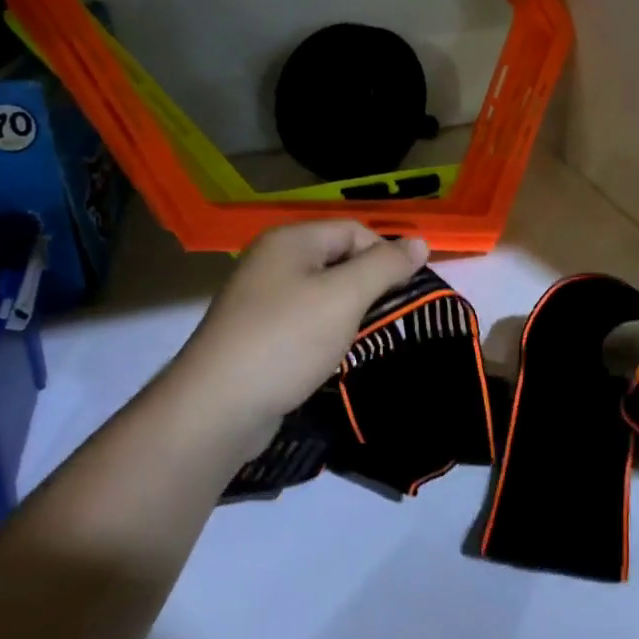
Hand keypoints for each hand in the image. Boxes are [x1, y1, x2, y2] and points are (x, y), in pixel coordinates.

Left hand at [169, 221, 428, 446]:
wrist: (218, 408)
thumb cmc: (287, 339)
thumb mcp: (345, 296)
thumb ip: (385, 266)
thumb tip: (420, 242)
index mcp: (291, 240)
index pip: (354, 230)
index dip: (385, 255)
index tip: (406, 292)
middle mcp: (273, 261)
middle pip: (339, 259)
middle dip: (369, 285)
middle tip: (391, 317)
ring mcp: (261, 299)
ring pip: (324, 293)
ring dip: (350, 312)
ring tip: (367, 338)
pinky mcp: (259, 334)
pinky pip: (305, 321)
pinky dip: (326, 333)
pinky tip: (336, 355)